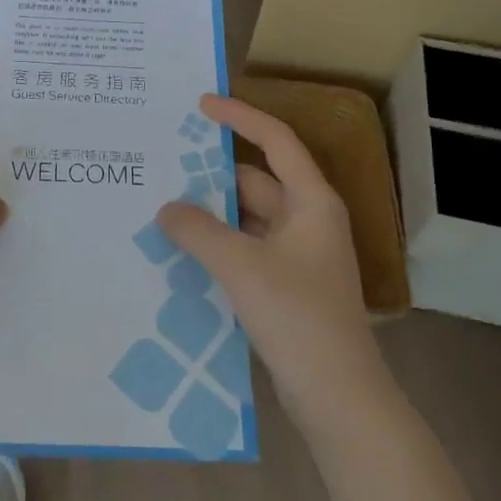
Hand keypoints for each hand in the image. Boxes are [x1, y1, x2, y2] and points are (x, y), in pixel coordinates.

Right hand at [156, 95, 391, 434]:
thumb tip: (166, 208)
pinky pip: (245, 248)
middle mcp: (308, 220)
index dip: (240, 117)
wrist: (338, 396)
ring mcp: (298, 255)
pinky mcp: (286, 284)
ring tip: (162, 208)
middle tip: (163, 167)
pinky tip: (182, 251)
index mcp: (311, 202)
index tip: (202, 105)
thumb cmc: (298, 317)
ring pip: (247, 218)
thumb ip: (199, 231)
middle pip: (256, 181)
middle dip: (212, 176)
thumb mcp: (241, 267)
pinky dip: (218, 244)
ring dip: (211, 214)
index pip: (276, 141)